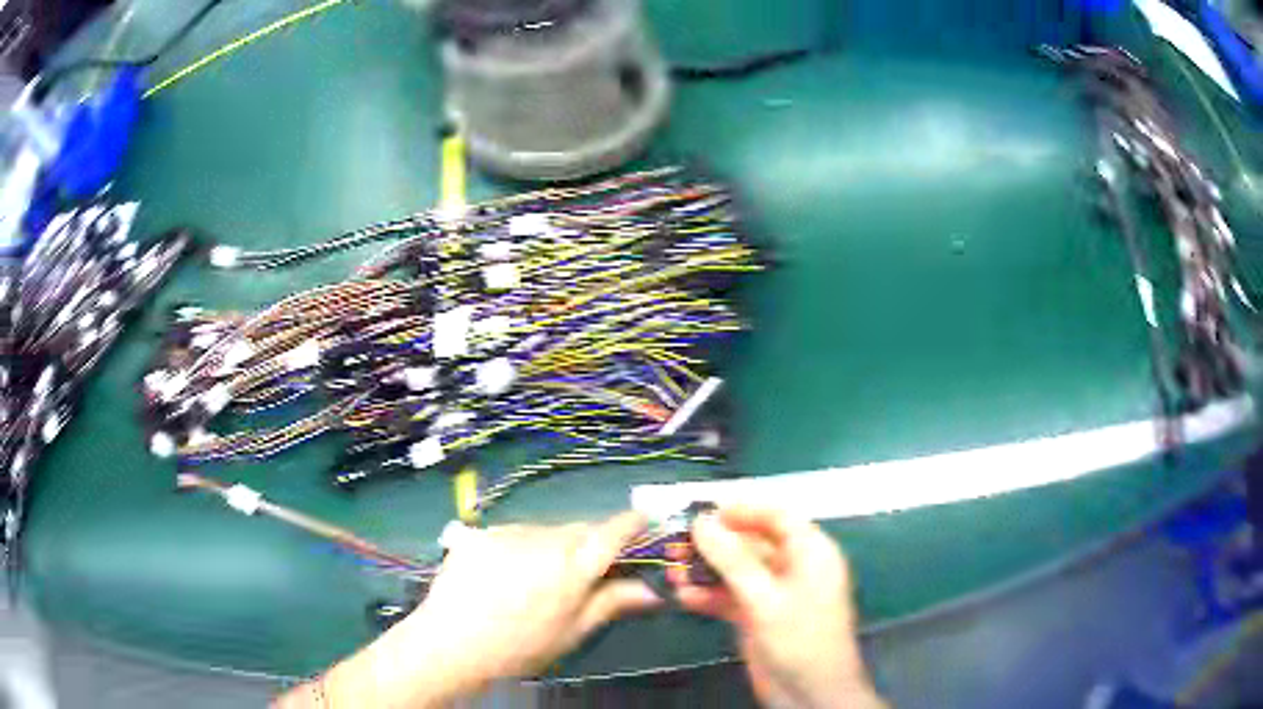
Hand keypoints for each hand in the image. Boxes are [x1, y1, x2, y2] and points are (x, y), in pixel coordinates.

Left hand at [314, 513, 661, 707]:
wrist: (451, 642)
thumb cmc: (520, 647)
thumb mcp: (572, 632)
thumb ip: (612, 603)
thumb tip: (652, 590)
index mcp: (574, 567)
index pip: (614, 531)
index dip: (633, 523)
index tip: (644, 520)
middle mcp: (545, 539)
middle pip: (580, 528)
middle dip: (590, 541)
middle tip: (585, 569)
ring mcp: (509, 531)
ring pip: (547, 530)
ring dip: (553, 545)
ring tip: (536, 577)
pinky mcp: (481, 531)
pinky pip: (514, 532)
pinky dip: (520, 546)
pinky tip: (505, 573)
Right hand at [668, 506, 882, 708]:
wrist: (809, 694)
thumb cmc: (800, 639)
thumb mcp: (766, 598)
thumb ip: (732, 560)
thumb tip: (701, 522)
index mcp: (811, 553)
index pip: (778, 517)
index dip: (742, 510)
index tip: (704, 512)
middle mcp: (792, 568)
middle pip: (751, 543)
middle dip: (714, 543)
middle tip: (676, 543)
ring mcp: (773, 594)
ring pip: (735, 571)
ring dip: (705, 571)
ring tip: (670, 570)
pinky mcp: (756, 617)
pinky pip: (729, 598)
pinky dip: (707, 596)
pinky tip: (682, 596)